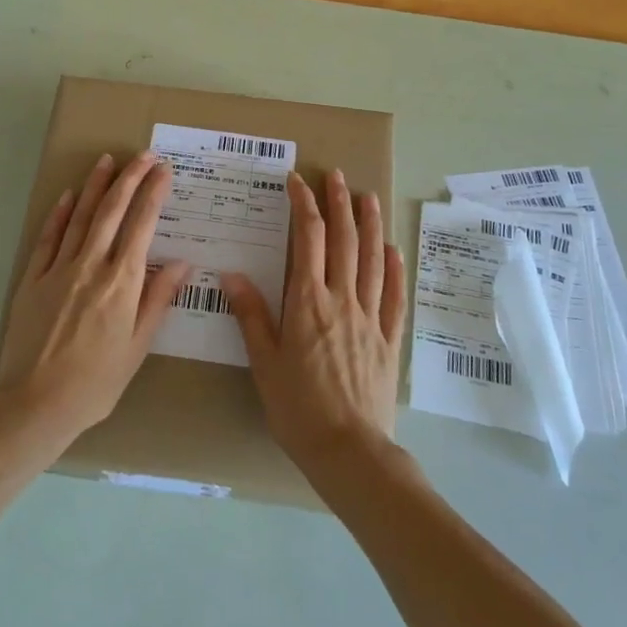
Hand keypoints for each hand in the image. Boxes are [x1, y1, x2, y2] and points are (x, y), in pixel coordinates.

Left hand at [0, 151, 188, 451]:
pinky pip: (49, 237)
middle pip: (112, 210)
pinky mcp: (33, 278)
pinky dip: (60, 214)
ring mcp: (59, 269)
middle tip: (143, 155)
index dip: (154, 193)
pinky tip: (69, 196)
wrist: (35, 403)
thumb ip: (159, 299)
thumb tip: (183, 262)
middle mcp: (91, 265)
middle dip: (130, 178)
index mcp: (122, 282)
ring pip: (81, 216)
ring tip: (107, 160)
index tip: (164, 170)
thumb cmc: (96, 382)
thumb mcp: (137, 346)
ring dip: (96, 185)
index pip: (142, 225)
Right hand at [225, 169, 406, 480]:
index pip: (308, 239)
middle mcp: (342, 299)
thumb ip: (251, 315)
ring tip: (368, 197)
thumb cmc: (298, 407)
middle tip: (337, 176)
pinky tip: (392, 250)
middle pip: (344, 240)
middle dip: (339, 203)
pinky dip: (394, 268)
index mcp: (308, 301)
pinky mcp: (388, 338)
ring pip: (373, 259)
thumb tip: (232, 274)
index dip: (304, 205)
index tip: (297, 181)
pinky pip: (394, 295)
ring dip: (370, 225)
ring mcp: (370, 317)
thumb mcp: (264, 362)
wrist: (349, 450)